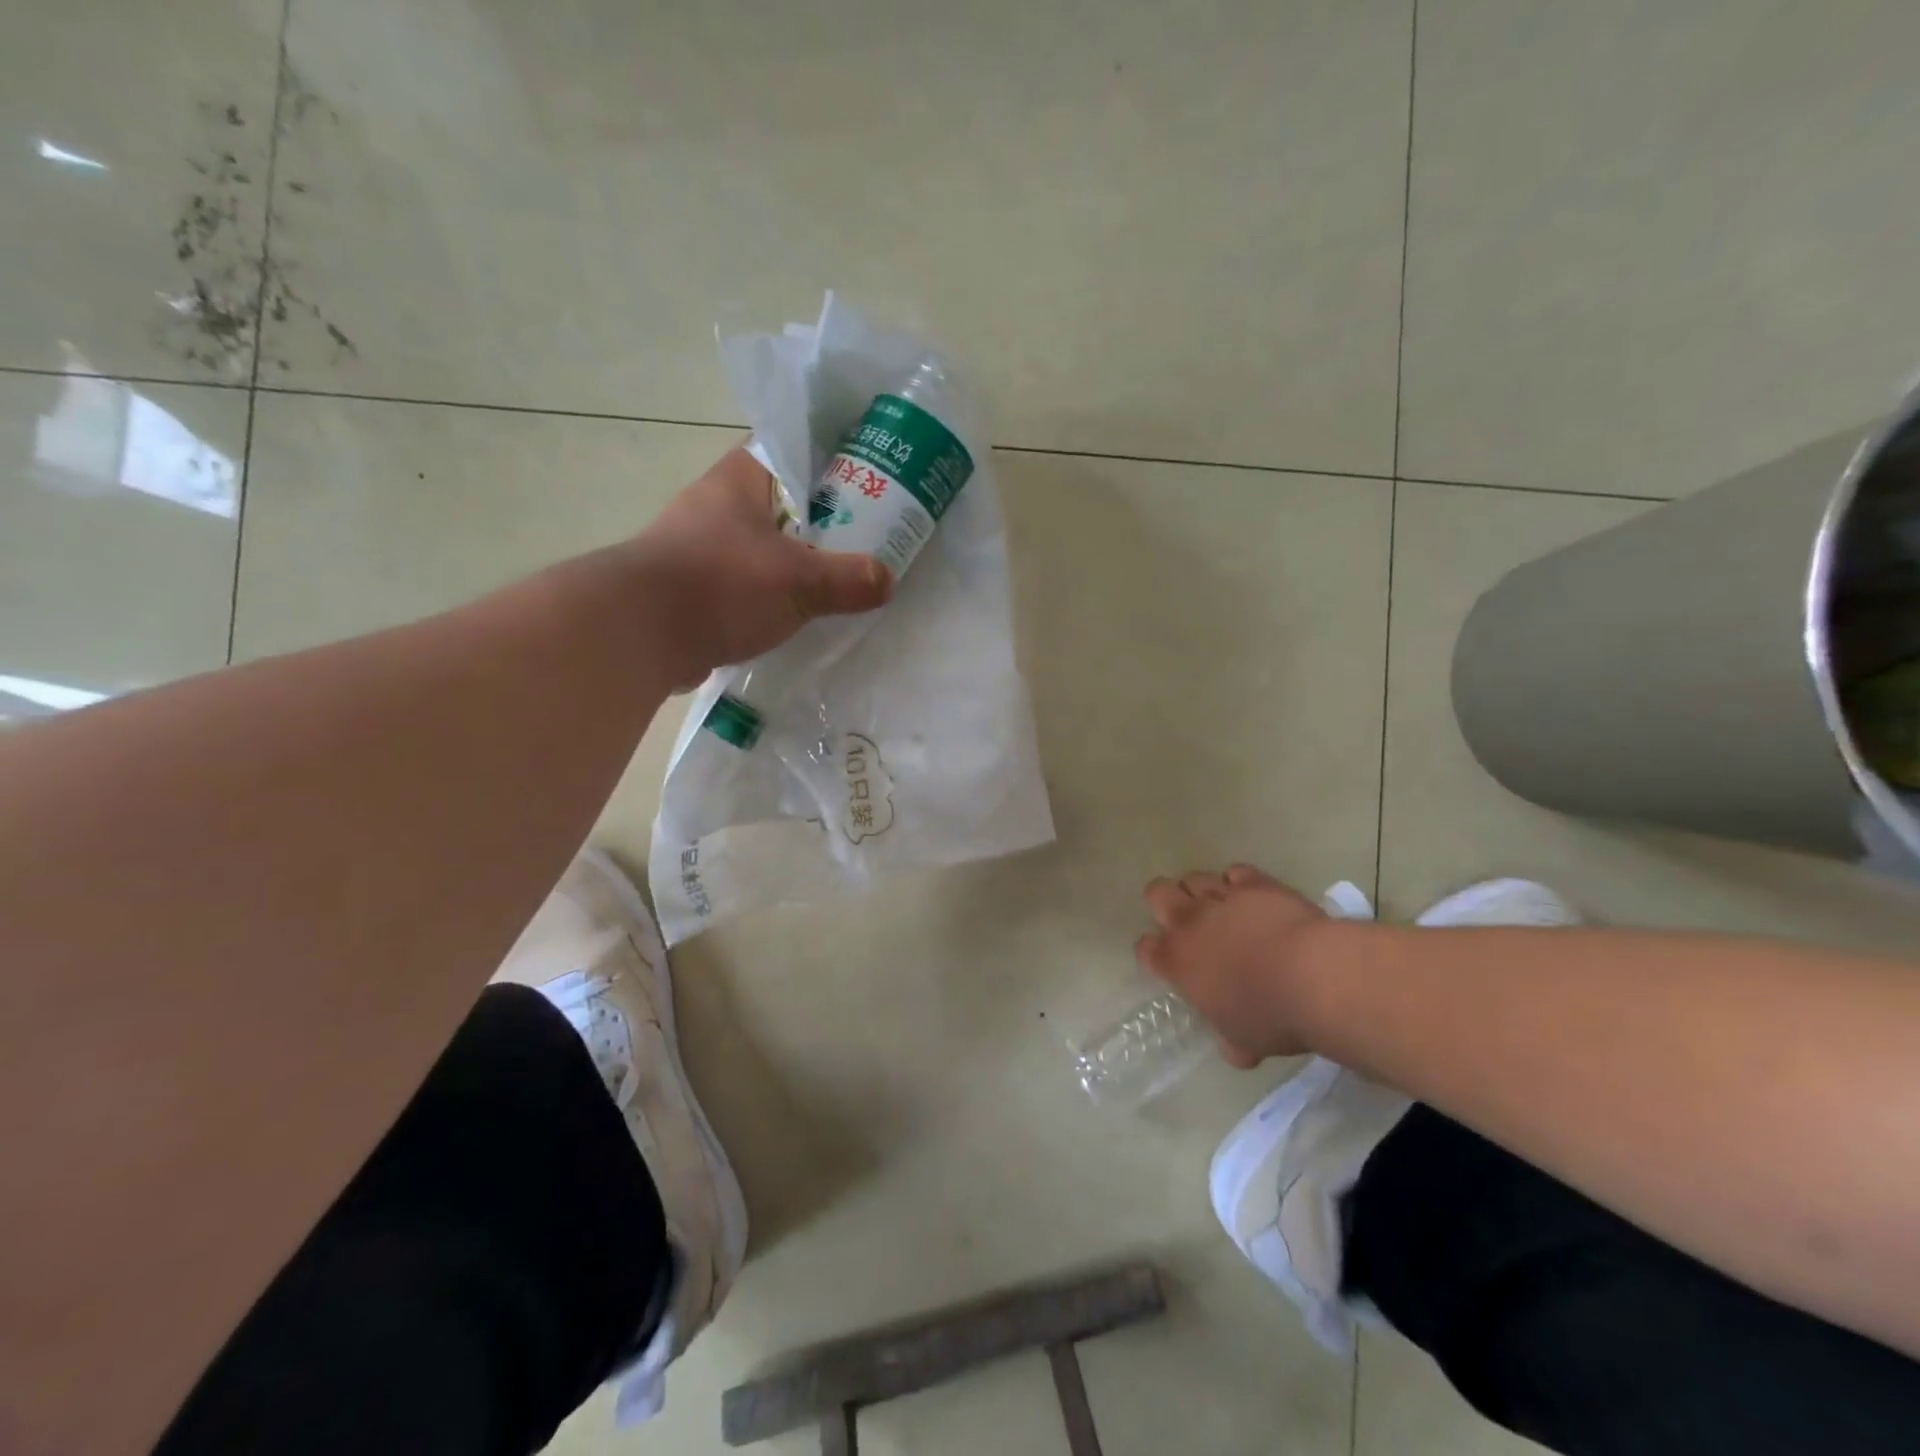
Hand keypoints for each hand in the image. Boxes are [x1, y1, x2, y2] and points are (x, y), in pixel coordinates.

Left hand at [633, 447, 892, 684]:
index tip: (869, 476)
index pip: (792, 448)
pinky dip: (773, 593)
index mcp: (741, 479)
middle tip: (867, 535)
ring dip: (797, 559)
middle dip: (823, 517)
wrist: (638, 635)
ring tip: (839, 576)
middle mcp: (718, 504)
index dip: (832, 458)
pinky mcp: (696, 587)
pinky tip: (799, 612)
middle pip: (784, 501)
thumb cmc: (721, 585)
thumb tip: (887, 580)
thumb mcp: (798, 581)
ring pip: (765, 544)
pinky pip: (747, 581)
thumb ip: (848, 579)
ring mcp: (702, 546)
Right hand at [1134, 864, 1337, 1066]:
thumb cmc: (1271, 1017)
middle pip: (1157, 893)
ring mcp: (1222, 898)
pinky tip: (1252, 897)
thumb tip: (1235, 1048)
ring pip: (1194, 878)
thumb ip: (1230, 1039)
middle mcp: (1190, 922)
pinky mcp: (1255, 883)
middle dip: (1166, 903)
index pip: (1145, 949)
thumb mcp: (1244, 1041)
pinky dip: (1240, 883)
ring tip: (1220, 907)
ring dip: (1202, 891)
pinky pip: (1236, 872)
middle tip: (1187, 921)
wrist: (1315, 977)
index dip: (1154, 954)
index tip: (1169, 964)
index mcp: (1176, 961)